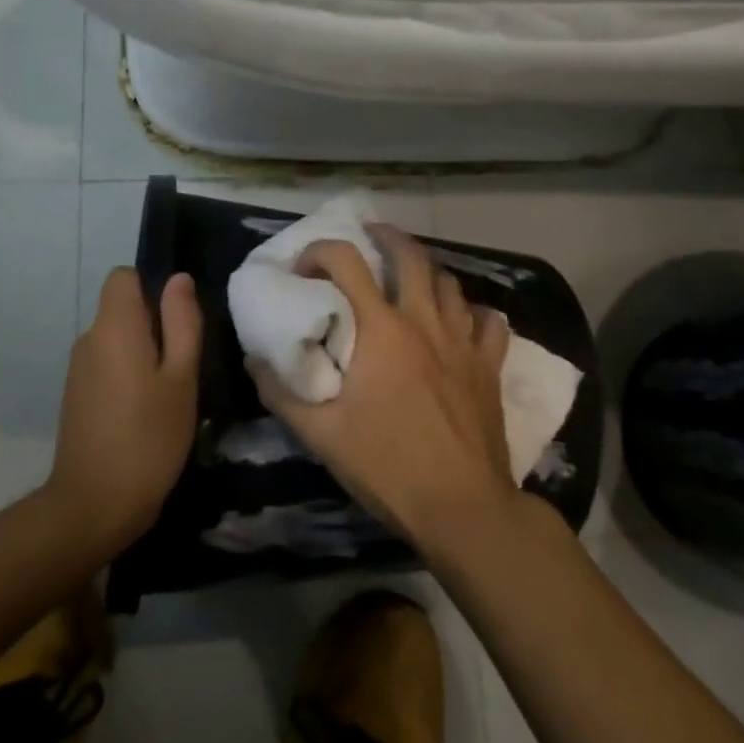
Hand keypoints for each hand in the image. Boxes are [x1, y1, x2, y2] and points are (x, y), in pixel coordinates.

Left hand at [45, 268, 201, 555]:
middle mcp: (89, 339)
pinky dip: (128, 376)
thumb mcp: (181, 378)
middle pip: (122, 309)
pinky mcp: (76, 396)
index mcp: (114, 327)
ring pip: (116, 340)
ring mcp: (78, 369)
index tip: (178, 322)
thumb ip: (182, 322)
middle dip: (154, 325)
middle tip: (184, 366)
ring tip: (169, 394)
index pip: (123, 276)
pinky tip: (146, 413)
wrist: (94, 505)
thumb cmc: (149, 437)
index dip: (152, 287)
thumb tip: (178, 279)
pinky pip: (107, 365)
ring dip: (143, 354)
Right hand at [246, 226, 516, 550]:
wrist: (462, 507)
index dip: (320, 251)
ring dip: (427, 271)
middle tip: (369, 235)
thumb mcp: (321, 435)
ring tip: (410, 276)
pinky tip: (460, 321)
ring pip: (450, 283)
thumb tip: (254, 359)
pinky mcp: (489, 366)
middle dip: (387, 237)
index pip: (347, 262)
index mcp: (381, 330)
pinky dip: (472, 312)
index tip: (303, 266)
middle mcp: (424, 322)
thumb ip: (281, 393)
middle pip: (411, 256)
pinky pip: (488, 322)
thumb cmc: (387, 467)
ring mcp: (463, 341)